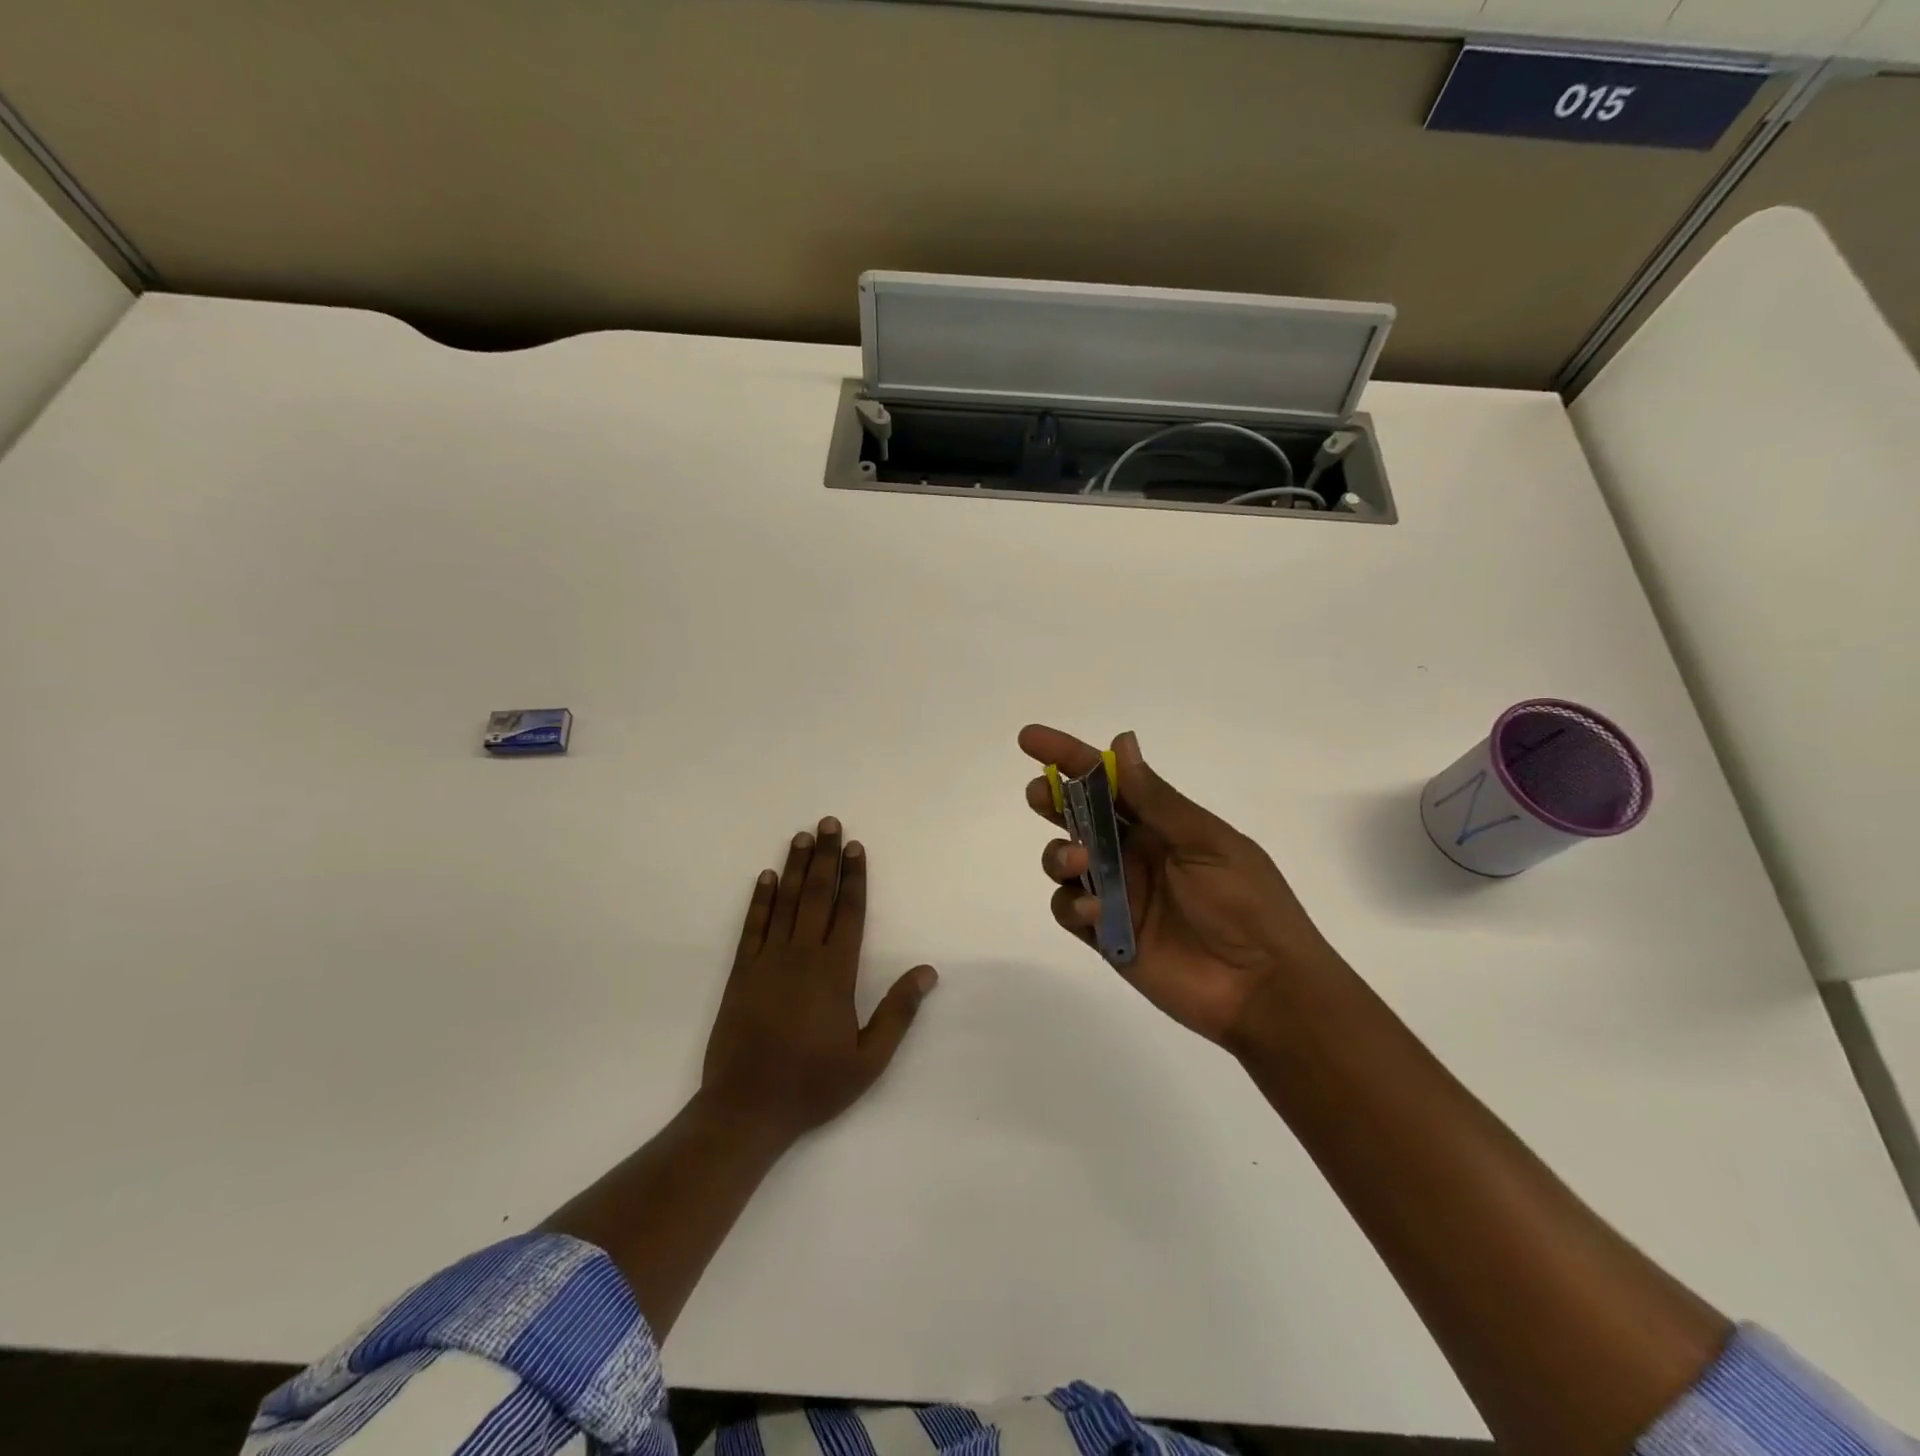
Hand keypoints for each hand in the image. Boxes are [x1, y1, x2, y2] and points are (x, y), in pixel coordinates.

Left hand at [701, 817, 937, 1146]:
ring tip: (802, 836)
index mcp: (835, 973)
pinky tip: (766, 877)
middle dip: (826, 857)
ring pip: (785, 903)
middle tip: (829, 823)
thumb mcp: (868, 1060)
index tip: (856, 846)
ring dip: (796, 867)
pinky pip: (753, 926)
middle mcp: (801, 956)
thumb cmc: (812, 1085)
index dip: (854, 877)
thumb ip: (897, 1012)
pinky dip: (760, 900)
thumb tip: (927, 972)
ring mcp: (767, 961)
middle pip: (817, 896)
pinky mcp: (741, 973)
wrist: (745, 1109)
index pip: (848, 913)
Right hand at [1020, 725, 1341, 1046]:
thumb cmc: (1246, 903)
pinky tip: (1091, 910)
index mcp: (1162, 824)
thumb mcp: (1206, 842)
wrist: (1264, 987)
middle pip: (1079, 818)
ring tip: (1076, 861)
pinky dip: (1070, 905)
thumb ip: (1157, 799)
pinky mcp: (1107, 935)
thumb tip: (1120, 743)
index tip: (1031, 739)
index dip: (1069, 757)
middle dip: (1052, 800)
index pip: (1109, 782)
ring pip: (1065, 862)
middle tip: (1039, 794)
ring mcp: (1118, 894)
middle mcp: (1134, 853)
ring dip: (1059, 853)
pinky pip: (1070, 911)